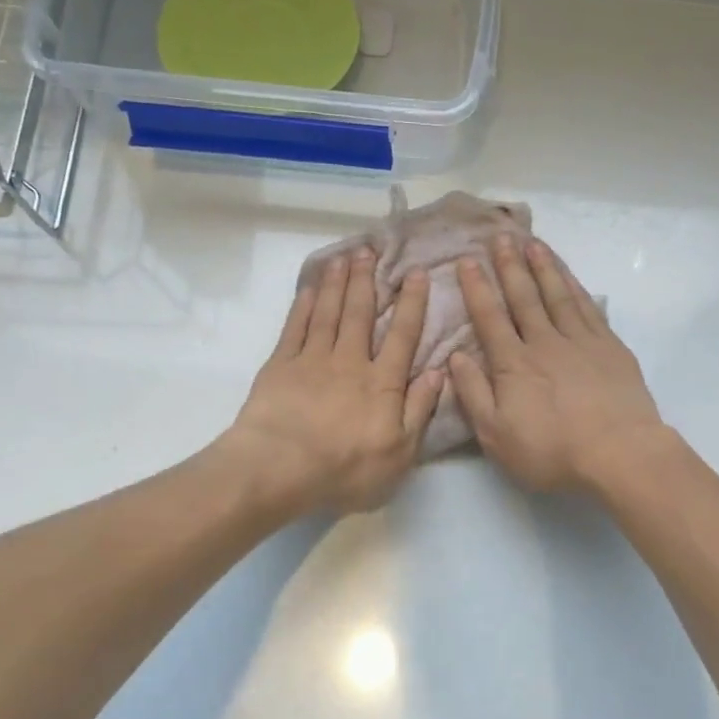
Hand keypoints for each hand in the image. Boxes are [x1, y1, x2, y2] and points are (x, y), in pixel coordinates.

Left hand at [223, 248, 443, 514]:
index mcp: (382, 383)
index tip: (417, 274)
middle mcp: (350, 362)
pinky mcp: (280, 366)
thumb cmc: (346, 468)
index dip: (411, 304)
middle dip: (367, 281)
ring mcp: (312, 360)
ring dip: (336, 284)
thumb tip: (439, 372)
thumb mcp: (399, 452)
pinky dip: (302, 306)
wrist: (280, 468)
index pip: (402, 336)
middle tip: (370, 250)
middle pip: (360, 314)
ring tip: (343, 257)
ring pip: (328, 313)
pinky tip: (308, 289)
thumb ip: (419, 410)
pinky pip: (295, 328)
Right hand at [448, 234, 673, 492]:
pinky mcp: (610, 347)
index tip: (467, 261)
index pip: (490, 318)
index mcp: (514, 364)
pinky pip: (589, 307)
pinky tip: (569, 276)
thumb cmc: (552, 451)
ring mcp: (581, 341)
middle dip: (509, 266)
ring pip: (558, 295)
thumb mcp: (497, 435)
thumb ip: (473, 394)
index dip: (477, 288)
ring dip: (544, 267)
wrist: (619, 453)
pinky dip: (576, 287)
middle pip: (524, 297)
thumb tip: (455, 357)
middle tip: (500, 236)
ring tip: (533, 243)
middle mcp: (545, 342)